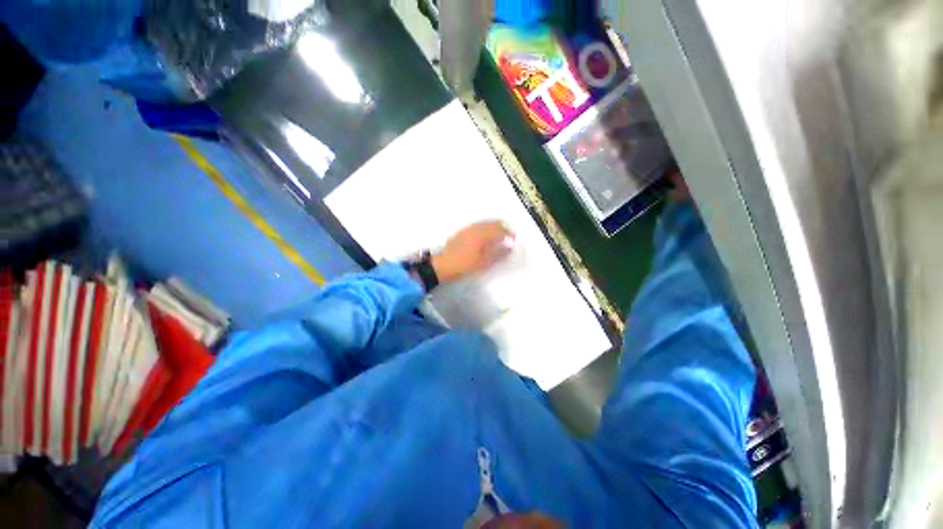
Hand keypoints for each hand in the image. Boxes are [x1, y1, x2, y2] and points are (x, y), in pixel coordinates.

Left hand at [431, 221, 514, 282]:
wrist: (441, 265)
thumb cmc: (464, 265)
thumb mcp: (483, 262)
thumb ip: (498, 253)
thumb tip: (510, 246)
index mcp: (482, 234)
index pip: (501, 230)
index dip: (510, 234)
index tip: (515, 240)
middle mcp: (476, 228)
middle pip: (494, 223)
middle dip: (504, 228)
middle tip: (510, 237)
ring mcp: (468, 229)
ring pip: (486, 223)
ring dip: (495, 227)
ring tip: (500, 237)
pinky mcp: (462, 232)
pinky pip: (479, 225)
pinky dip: (487, 228)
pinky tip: (486, 236)